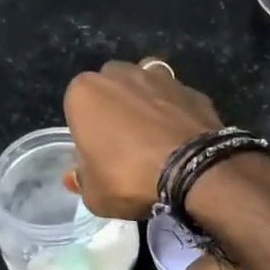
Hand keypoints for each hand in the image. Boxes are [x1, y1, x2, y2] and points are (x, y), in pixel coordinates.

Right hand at [63, 61, 221, 219]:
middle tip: (126, 144)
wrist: (194, 171)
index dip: (88, 133)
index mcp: (85, 92)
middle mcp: (121, 74)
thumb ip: (82, 181)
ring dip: (147, 102)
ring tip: (156, 136)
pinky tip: (182, 137)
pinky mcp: (193, 89)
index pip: (77, 109)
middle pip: (112, 88)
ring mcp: (161, 77)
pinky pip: (177, 100)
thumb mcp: (95, 194)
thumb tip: (75, 176)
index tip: (99, 156)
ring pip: (146, 85)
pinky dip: (177, 112)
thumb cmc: (130, 178)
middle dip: (116, 108)